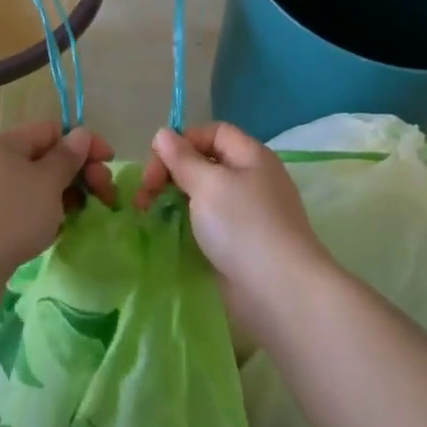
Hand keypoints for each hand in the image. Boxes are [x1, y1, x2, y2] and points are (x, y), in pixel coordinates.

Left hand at [0, 122, 115, 295]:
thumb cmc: (9, 215)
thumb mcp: (47, 182)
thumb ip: (67, 157)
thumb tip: (79, 134)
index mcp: (3, 144)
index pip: (51, 131)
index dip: (83, 143)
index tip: (109, 163)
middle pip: (42, 160)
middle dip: (77, 174)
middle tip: (104, 197)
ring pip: (31, 189)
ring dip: (60, 199)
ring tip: (78, 219)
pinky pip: (18, 213)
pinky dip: (39, 219)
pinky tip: (51, 235)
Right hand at [138, 123, 334, 340]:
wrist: (280, 293)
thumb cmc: (244, 227)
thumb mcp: (208, 184)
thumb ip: (182, 158)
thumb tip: (163, 134)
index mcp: (251, 156)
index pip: (212, 132)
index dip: (183, 141)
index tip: (157, 163)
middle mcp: (251, 180)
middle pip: (204, 162)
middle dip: (171, 171)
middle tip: (145, 194)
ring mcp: (246, 214)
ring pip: (203, 194)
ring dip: (174, 197)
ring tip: (149, 212)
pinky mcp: (239, 244)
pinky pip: (208, 222)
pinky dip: (187, 222)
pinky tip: (169, 231)